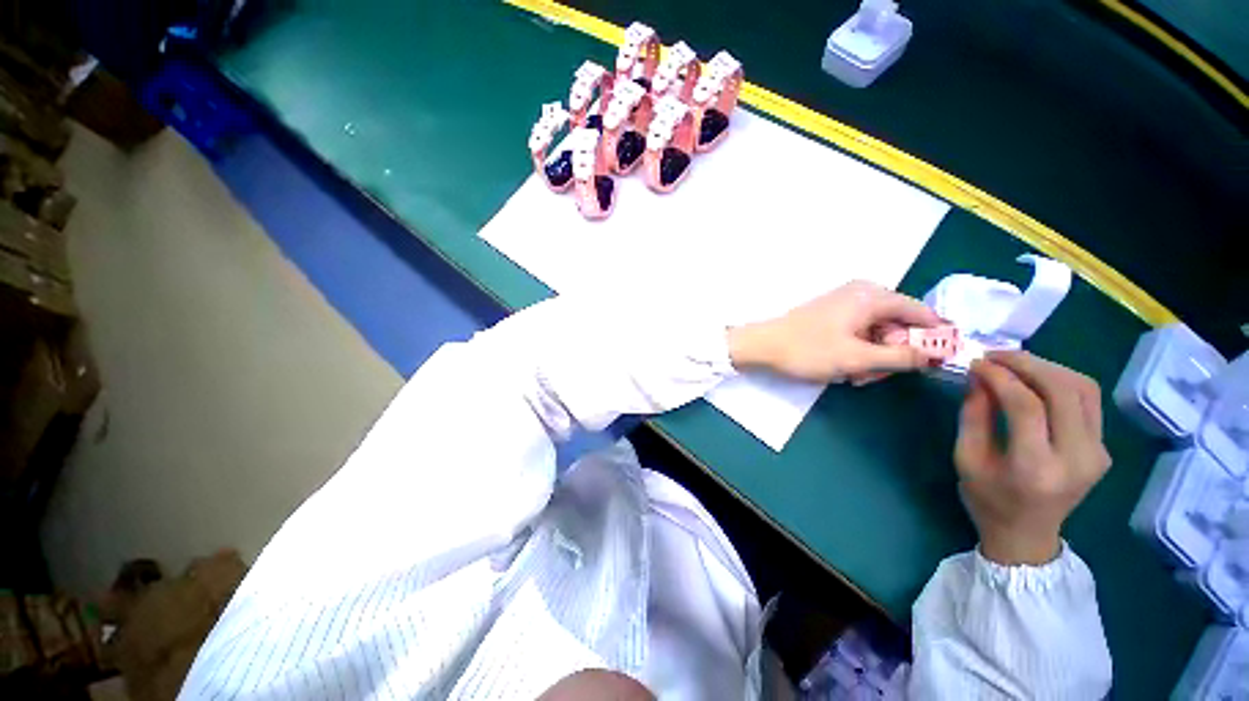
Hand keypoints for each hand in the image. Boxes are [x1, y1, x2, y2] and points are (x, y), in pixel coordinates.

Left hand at [726, 280, 943, 382]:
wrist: (761, 346)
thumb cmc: (808, 350)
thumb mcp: (858, 358)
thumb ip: (902, 357)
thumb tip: (938, 354)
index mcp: (872, 296)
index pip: (920, 313)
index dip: (932, 338)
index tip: (936, 363)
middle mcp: (862, 294)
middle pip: (897, 326)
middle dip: (890, 355)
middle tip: (871, 376)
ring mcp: (845, 305)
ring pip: (877, 334)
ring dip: (871, 359)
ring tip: (852, 376)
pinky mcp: (832, 316)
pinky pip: (858, 334)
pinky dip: (856, 353)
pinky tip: (843, 370)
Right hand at [956, 352, 1111, 565]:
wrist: (1027, 536)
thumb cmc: (987, 499)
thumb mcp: (966, 458)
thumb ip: (973, 415)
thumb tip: (980, 377)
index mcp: (1036, 468)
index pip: (1026, 406)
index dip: (1000, 377)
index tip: (976, 363)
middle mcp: (1077, 458)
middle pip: (1063, 391)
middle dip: (1027, 364)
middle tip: (995, 355)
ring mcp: (1097, 453)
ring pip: (1083, 389)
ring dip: (1048, 367)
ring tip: (1014, 363)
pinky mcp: (1103, 448)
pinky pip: (1088, 400)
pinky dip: (1061, 381)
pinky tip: (1036, 380)